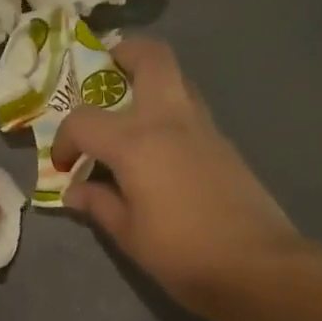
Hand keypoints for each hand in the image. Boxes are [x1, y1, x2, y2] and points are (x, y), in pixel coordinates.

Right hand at [52, 37, 300, 315]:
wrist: (256, 266)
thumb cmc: (182, 253)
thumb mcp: (128, 235)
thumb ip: (98, 204)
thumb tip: (74, 190)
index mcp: (137, 143)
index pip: (85, 120)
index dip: (65, 139)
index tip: (64, 165)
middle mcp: (171, 121)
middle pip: (152, 58)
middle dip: (124, 54)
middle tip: (105, 72)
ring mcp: (204, 128)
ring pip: (177, 80)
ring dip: (149, 82)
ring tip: (128, 113)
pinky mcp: (225, 144)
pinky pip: (191, 110)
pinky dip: (168, 113)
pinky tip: (158, 150)